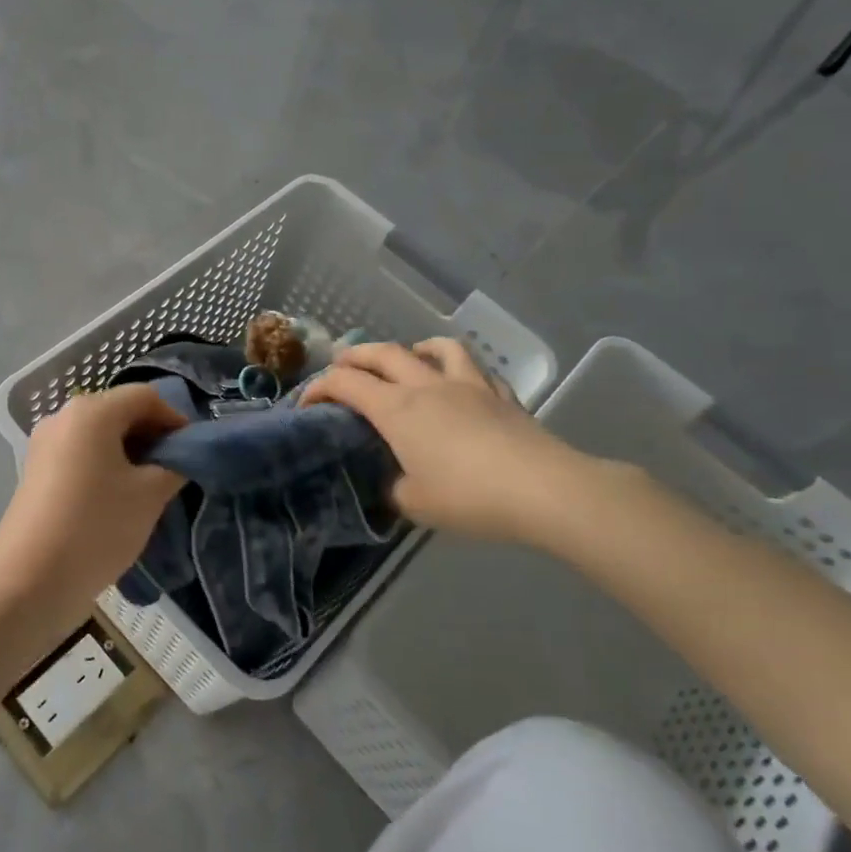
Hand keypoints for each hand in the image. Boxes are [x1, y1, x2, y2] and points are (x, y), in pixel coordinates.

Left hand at [0, 386, 187, 617]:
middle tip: (175, 470)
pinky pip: (80, 454)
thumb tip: (179, 458)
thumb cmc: (96, 527)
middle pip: (120, 411)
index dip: (175, 419)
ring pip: (99, 434)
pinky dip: (105, 465)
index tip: (192, 451)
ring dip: (130, 452)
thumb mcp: (149, 496)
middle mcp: (63, 416)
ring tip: (150, 487)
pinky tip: (118, 498)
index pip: (145, 397)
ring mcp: (45, 444)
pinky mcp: (36, 471)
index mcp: (91, 411)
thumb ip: (174, 466)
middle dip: (152, 435)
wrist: (29, 582)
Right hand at [302, 339, 602, 545]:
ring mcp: (467, 384)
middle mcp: (427, 386)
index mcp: (397, 409)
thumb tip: (390, 483)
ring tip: (405, 360)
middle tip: (341, 367)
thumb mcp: (414, 504)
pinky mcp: (500, 394)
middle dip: (354, 356)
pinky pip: (473, 368)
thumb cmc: (469, 497)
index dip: (319, 388)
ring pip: (434, 347)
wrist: (544, 490)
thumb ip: (391, 489)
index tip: (306, 405)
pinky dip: (455, 368)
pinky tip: (457, 384)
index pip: (345, 384)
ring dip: (410, 348)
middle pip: (382, 353)